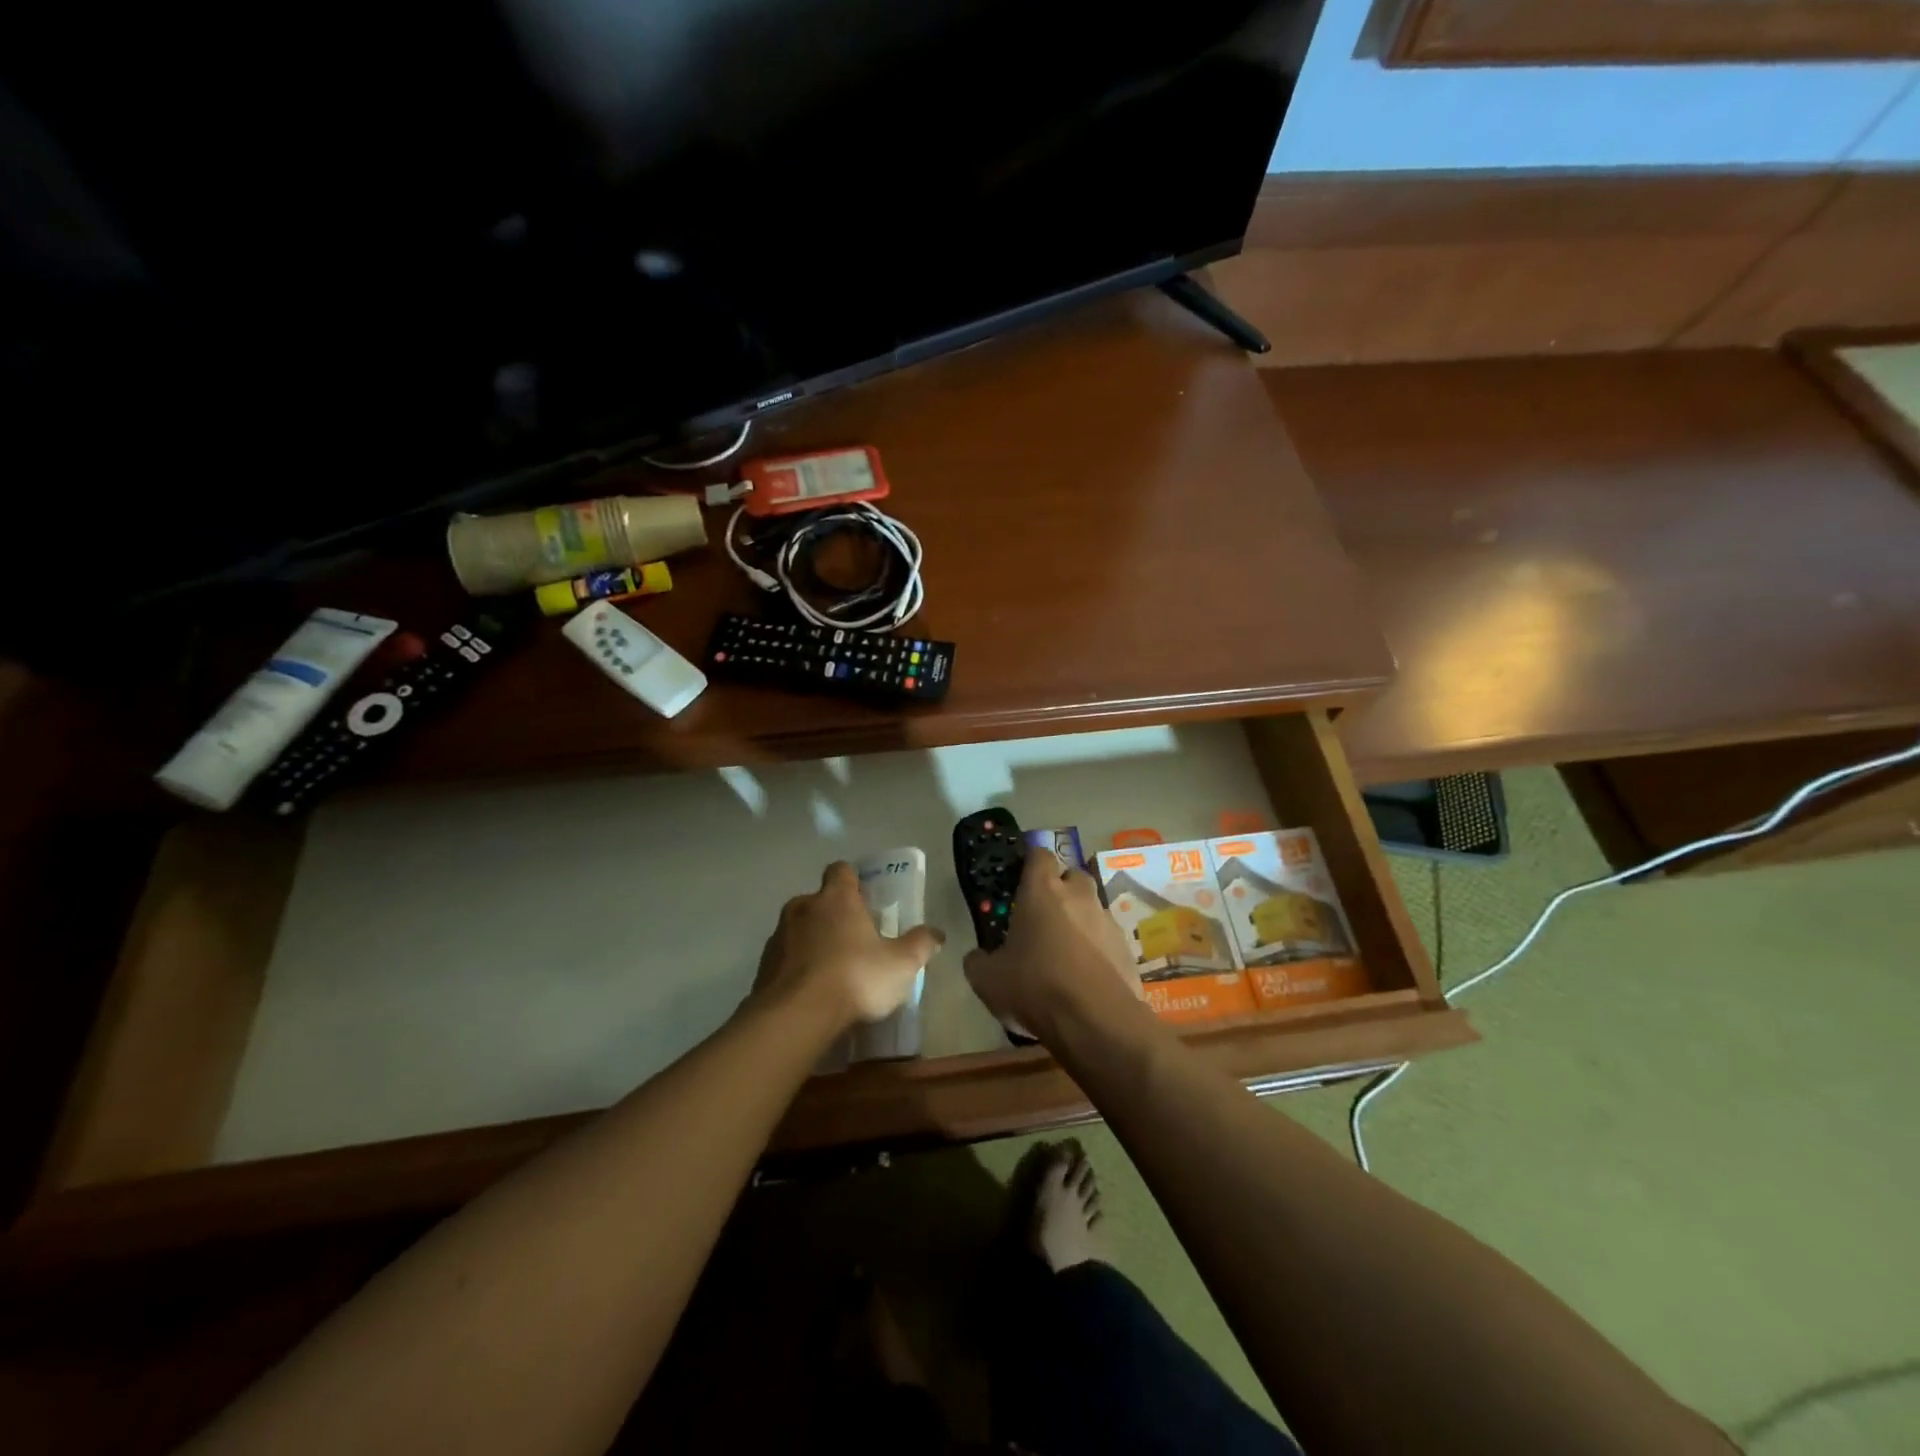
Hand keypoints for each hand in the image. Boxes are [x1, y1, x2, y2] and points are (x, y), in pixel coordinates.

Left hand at [752, 861, 944, 1031]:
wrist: (795, 1017)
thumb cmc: (854, 978)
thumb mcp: (901, 964)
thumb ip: (921, 945)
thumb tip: (937, 933)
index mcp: (837, 899)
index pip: (841, 871)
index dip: (852, 882)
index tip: (864, 899)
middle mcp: (803, 908)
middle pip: (818, 901)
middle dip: (833, 916)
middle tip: (853, 941)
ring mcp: (778, 936)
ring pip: (798, 929)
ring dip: (812, 942)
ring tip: (832, 972)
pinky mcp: (762, 966)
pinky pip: (784, 959)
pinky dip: (796, 968)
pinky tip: (811, 993)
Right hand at [963, 850, 1143, 1042]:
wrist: (1096, 1021)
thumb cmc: (1035, 986)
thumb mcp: (987, 979)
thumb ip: (978, 961)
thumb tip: (978, 957)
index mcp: (1042, 891)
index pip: (1039, 854)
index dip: (1030, 863)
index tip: (1020, 878)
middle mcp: (1079, 896)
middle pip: (1072, 876)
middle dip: (1060, 888)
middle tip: (1043, 915)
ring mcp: (1107, 921)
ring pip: (1092, 907)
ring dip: (1080, 920)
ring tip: (1064, 951)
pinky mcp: (1127, 948)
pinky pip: (1107, 939)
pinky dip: (1097, 949)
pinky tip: (1086, 976)